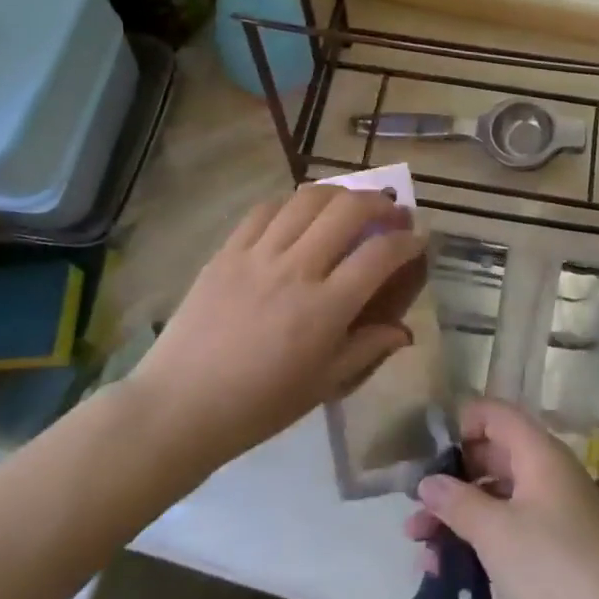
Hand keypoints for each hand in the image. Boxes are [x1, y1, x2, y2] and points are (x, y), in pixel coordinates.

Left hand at [131, 184, 426, 472]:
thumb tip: (404, 331)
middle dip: (379, 202)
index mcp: (324, 309)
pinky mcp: (227, 250)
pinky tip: (300, 213)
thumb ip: (367, 349)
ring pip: (307, 199)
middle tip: (391, 211)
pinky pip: (265, 210)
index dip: (407, 241)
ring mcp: (257, 254)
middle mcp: (296, 270)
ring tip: (350, 203)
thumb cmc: (259, 406)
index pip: (379, 255)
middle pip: (347, 210)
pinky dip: (292, 203)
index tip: (417, 240)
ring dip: (339, 193)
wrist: (180, 405)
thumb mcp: (323, 385)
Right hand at [406, 399, 598, 598]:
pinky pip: (513, 527)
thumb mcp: (496, 533)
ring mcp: (556, 510)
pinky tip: (449, 570)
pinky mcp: (560, 546)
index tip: (428, 454)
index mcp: (538, 453)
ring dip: (461, 514)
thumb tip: (427, 482)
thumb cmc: (555, 568)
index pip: (495, 414)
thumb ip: (457, 502)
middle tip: (415, 507)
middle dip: (452, 479)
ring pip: (500, 496)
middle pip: (493, 455)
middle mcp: (548, 472)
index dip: (461, 424)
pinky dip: (483, 539)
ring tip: (420, 545)